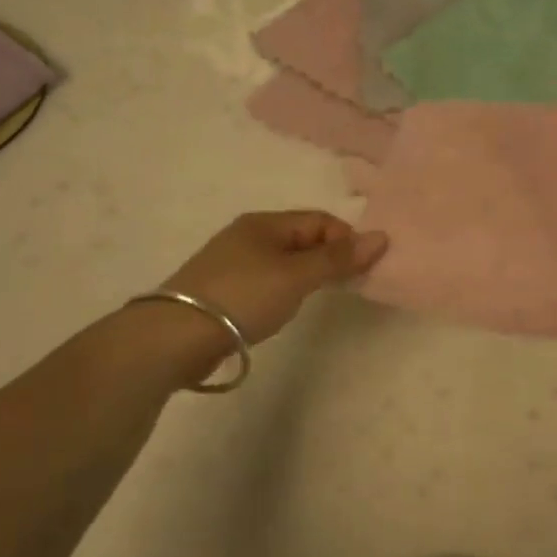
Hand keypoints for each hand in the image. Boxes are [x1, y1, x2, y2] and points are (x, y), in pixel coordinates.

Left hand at [164, 210, 387, 346]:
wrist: (175, 336)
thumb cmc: (243, 297)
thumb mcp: (296, 277)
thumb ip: (337, 259)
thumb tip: (381, 236)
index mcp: (264, 222)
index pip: (319, 220)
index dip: (346, 240)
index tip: (361, 270)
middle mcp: (248, 235)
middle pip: (302, 238)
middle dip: (328, 258)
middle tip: (345, 287)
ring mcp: (232, 262)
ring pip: (284, 261)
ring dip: (306, 276)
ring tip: (312, 301)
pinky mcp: (222, 289)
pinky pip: (266, 280)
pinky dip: (283, 290)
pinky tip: (280, 310)